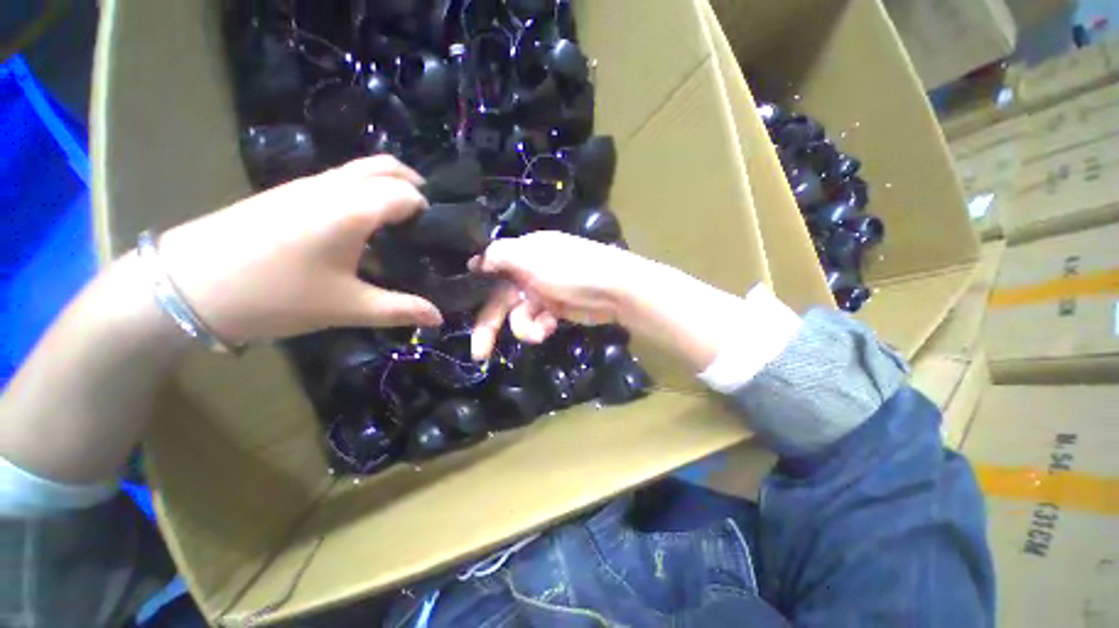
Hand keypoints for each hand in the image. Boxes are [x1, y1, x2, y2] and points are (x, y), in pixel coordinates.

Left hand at [157, 156, 443, 342]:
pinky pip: (339, 180)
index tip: (440, 237)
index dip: (430, 212)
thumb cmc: (275, 295)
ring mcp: (306, 186)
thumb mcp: (346, 307)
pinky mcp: (287, 194)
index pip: (407, 195)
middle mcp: (332, 187)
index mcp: (352, 210)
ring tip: (403, 222)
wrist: (186, 287)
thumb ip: (400, 309)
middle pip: (385, 167)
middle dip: (414, 185)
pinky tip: (364, 226)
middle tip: (429, 217)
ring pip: (360, 170)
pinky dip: (364, 191)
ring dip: (388, 186)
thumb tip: (440, 317)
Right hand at [469, 231, 639, 359]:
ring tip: (541, 330)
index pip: (492, 268)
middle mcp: (529, 272)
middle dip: (490, 325)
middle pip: (501, 299)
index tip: (463, 304)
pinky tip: (551, 326)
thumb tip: (475, 261)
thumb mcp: (531, 257)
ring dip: (525, 327)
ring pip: (518, 316)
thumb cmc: (570, 270)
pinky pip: (536, 322)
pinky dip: (540, 327)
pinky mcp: (554, 310)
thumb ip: (500, 256)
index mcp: (522, 253)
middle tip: (479, 352)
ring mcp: (542, 293)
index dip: (479, 287)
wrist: (613, 290)